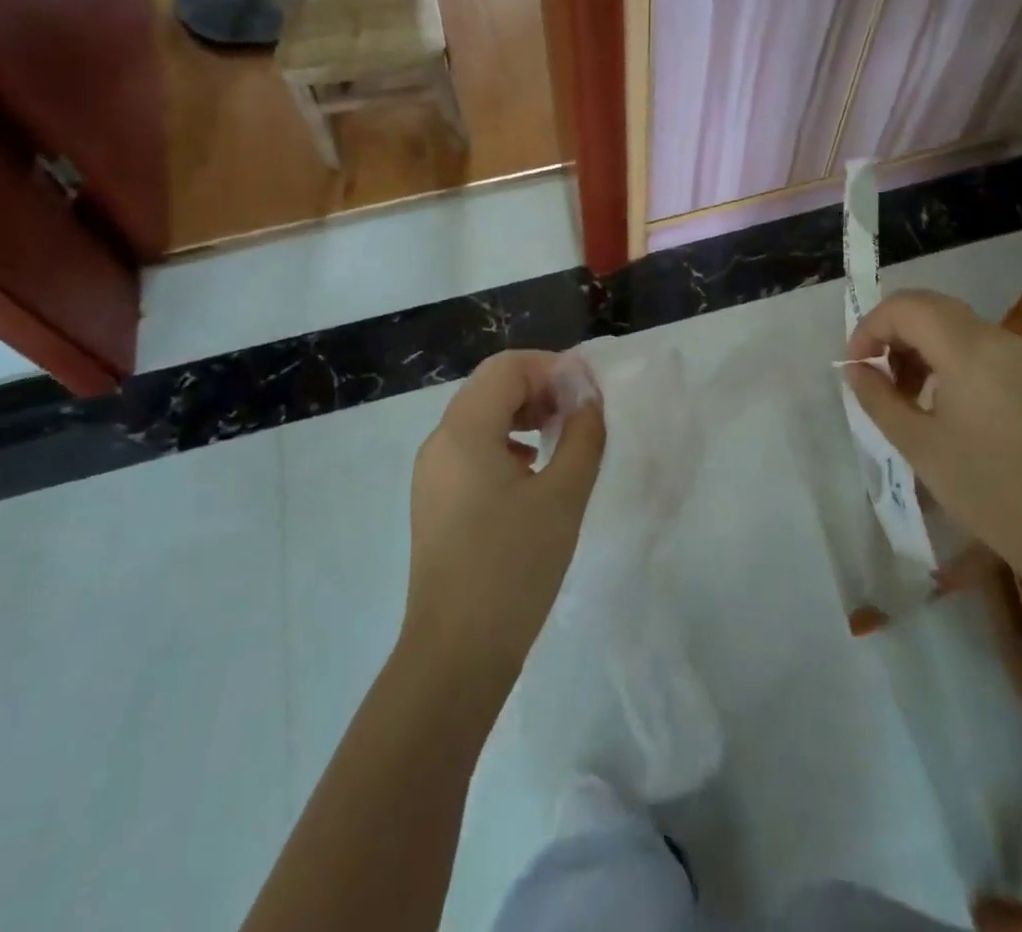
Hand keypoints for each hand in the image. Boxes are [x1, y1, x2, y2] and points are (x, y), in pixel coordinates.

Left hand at [401, 350, 604, 688]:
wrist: (457, 654)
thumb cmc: (513, 567)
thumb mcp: (562, 496)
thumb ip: (583, 436)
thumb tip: (588, 399)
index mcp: (463, 431)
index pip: (507, 368)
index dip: (551, 368)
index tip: (588, 393)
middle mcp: (439, 442)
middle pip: (490, 386)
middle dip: (539, 388)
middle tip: (579, 413)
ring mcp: (432, 473)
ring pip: (480, 417)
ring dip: (523, 414)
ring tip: (562, 438)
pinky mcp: (436, 500)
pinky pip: (472, 448)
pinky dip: (507, 442)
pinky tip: (534, 471)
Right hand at [845, 290, 1021, 566]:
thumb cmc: (988, 489)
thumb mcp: (919, 445)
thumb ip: (878, 398)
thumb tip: (855, 369)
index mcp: (967, 349)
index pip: (905, 308)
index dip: (869, 328)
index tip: (854, 367)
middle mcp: (997, 338)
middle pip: (930, 307)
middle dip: (891, 331)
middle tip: (872, 373)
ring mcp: (1020, 355)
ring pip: (953, 324)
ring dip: (918, 344)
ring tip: (901, 392)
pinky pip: (977, 345)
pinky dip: (945, 356)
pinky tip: (937, 400)